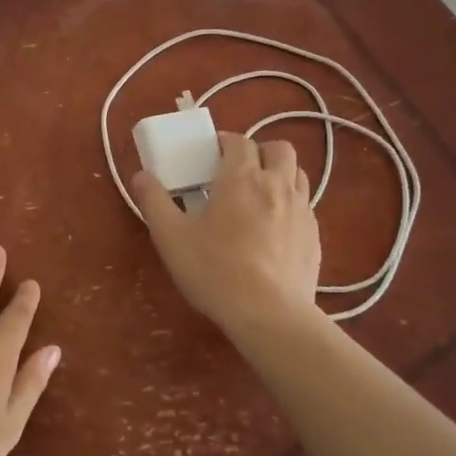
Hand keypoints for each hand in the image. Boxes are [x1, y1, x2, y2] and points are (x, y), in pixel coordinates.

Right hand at [132, 131, 321, 331]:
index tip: (210, 156)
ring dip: (279, 174)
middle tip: (238, 172)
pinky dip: (290, 205)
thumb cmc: (214, 270)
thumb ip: (154, 202)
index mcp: (241, 178)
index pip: (238, 142)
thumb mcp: (171, 237)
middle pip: (278, 148)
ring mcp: (302, 210)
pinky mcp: (314, 237)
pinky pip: (305, 206)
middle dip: (259, 151)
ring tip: (259, 195)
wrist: (268, 314)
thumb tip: (140, 176)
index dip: (224, 143)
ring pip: (298, 174)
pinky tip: (273, 229)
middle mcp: (277, 184)